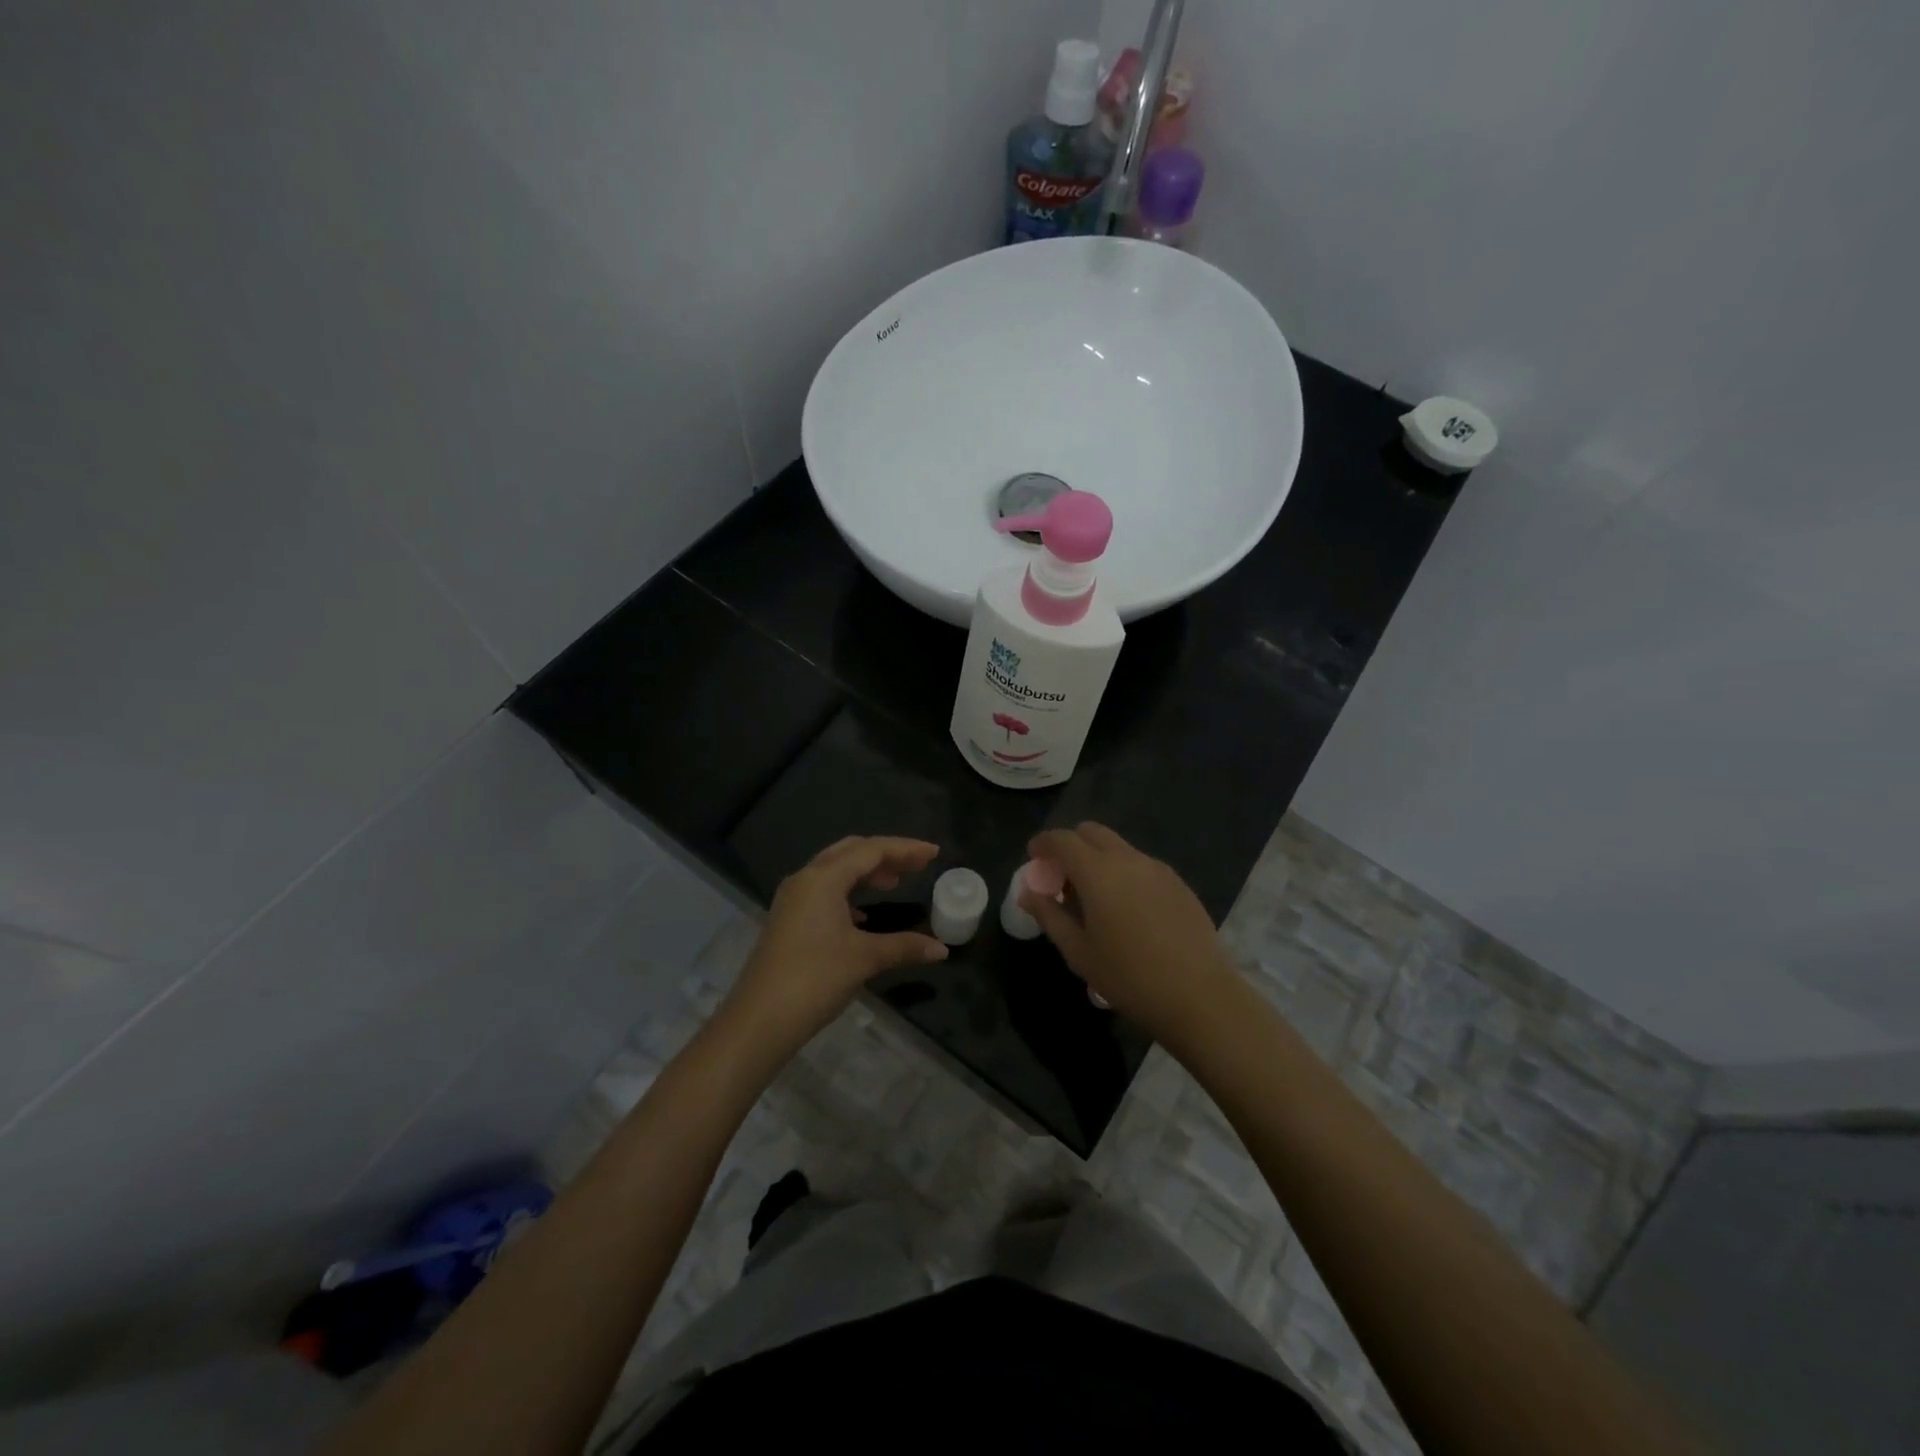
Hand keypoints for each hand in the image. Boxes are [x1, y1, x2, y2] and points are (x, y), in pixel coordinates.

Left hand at [720, 836, 947, 1054]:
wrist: (759, 1020)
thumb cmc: (815, 979)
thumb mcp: (865, 959)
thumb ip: (905, 946)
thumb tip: (941, 949)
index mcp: (823, 878)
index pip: (871, 850)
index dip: (905, 849)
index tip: (933, 853)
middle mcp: (805, 879)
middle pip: (850, 852)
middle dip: (885, 855)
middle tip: (916, 865)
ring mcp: (792, 899)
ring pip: (834, 870)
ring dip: (865, 872)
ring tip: (894, 884)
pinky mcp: (787, 919)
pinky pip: (823, 891)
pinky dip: (848, 893)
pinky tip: (863, 915)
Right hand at [1019, 822, 1239, 1045]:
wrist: (1200, 996)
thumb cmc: (1129, 977)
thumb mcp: (1078, 951)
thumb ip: (1049, 915)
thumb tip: (1028, 892)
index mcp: (1098, 872)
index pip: (1062, 839)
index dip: (1043, 844)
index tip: (1034, 860)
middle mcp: (1128, 859)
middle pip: (1091, 832)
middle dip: (1071, 845)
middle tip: (1062, 878)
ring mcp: (1157, 868)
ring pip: (1118, 847)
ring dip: (1098, 859)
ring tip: (1094, 898)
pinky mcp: (1179, 883)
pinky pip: (1141, 864)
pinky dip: (1123, 872)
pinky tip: (1127, 910)